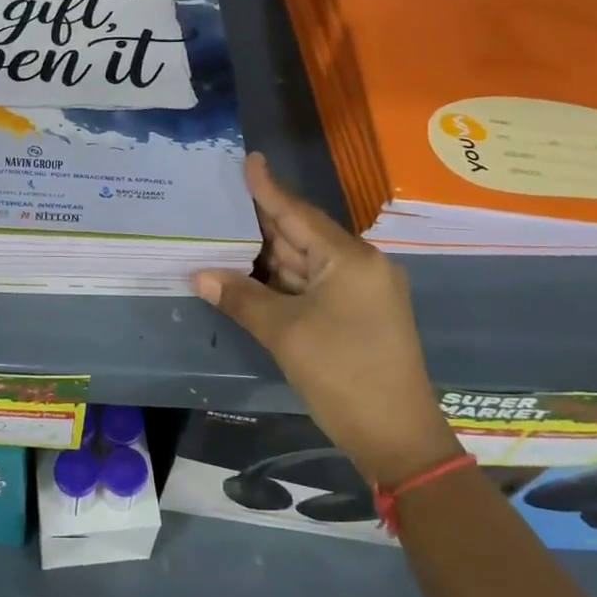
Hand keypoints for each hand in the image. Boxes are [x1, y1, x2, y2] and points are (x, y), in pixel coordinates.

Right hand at [193, 154, 458, 486]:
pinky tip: (247, 273)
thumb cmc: (343, 375)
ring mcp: (359, 292)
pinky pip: (310, 285)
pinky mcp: (354, 315)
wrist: (396, 437)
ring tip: (223, 233)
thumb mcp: (285, 334)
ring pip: (303, 263)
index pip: (298, 214)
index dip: (267, 188)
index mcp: (349, 259)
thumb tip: (200, 275)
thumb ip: (242, 298)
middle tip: (219, 199)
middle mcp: (358, 266)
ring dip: (266, 255)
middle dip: (259, 222)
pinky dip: (279, 281)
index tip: (248, 159)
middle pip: (300, 235)